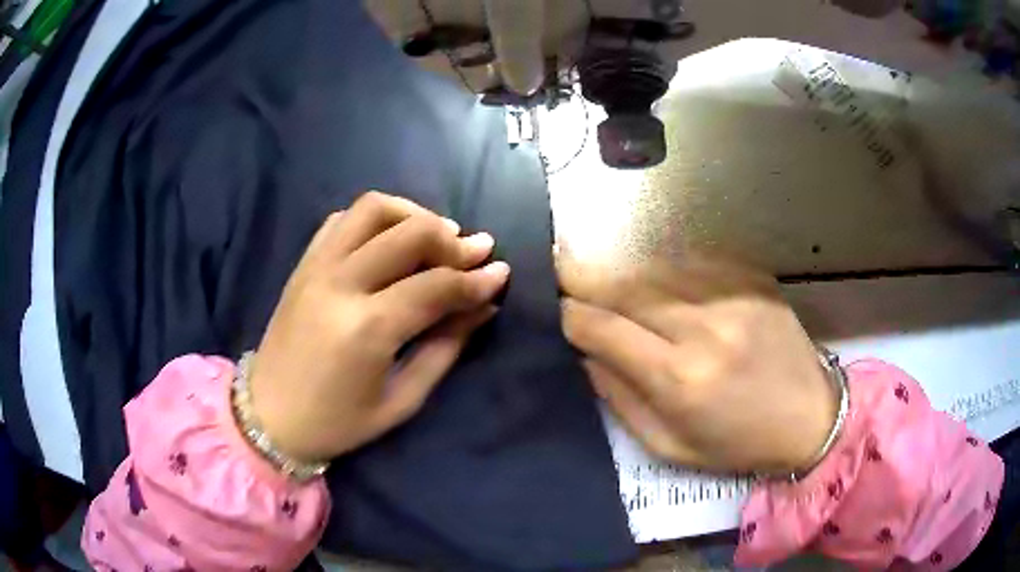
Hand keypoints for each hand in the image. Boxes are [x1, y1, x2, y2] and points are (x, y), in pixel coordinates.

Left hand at [250, 192, 509, 462]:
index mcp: (367, 329)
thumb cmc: (337, 422)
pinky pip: (342, 219)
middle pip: (409, 233)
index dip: (476, 279)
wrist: (269, 415)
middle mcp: (340, 284)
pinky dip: (375, 219)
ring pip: (372, 209)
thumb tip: (483, 307)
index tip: (501, 273)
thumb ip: (445, 348)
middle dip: (453, 239)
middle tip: (476, 252)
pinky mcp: (303, 264)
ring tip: (435, 236)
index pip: (436, 285)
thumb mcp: (401, 400)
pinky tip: (390, 240)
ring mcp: (317, 267)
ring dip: (413, 214)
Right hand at [559, 256, 836, 474]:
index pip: (602, 327)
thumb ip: (619, 397)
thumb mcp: (668, 446)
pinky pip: (692, 262)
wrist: (811, 416)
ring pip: (655, 266)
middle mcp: (703, 326)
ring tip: (605, 276)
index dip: (568, 313)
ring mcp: (732, 295)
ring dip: (622, 271)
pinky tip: (660, 281)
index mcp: (680, 378)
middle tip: (556, 263)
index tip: (552, 306)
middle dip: (582, 274)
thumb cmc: (738, 443)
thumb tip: (586, 351)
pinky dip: (665, 269)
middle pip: (624, 285)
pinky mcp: (752, 278)